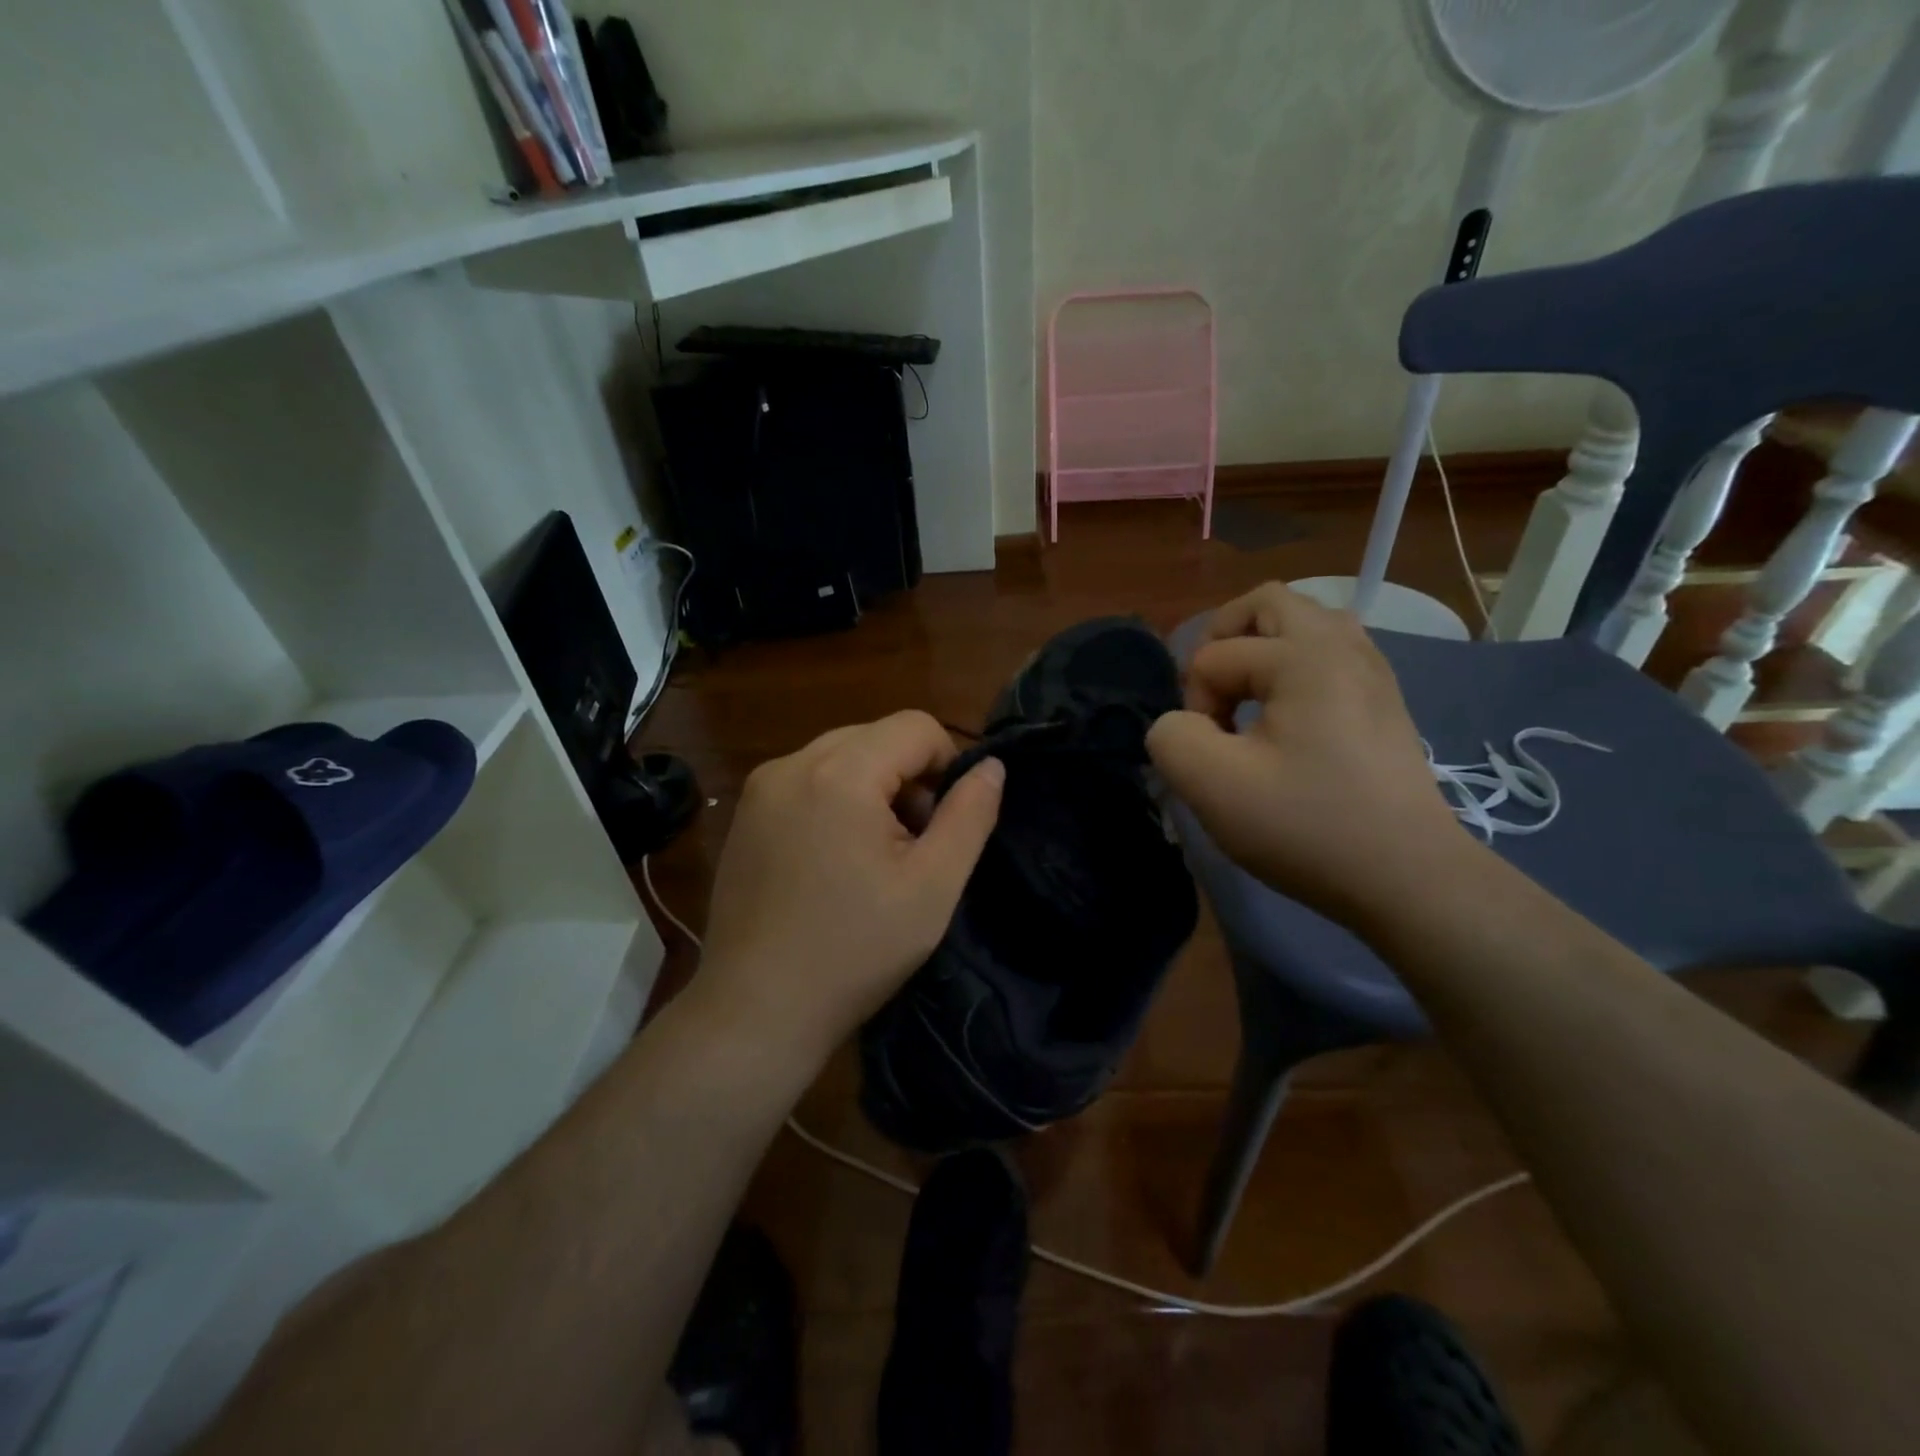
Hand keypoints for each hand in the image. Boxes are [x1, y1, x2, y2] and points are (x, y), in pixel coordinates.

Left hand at [696, 711, 1004, 1066]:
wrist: (757, 1009)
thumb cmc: (855, 950)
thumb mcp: (933, 887)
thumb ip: (970, 815)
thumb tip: (990, 766)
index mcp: (840, 773)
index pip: (916, 726)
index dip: (947, 763)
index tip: (945, 822)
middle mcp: (791, 764)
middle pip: (876, 736)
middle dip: (908, 777)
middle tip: (912, 844)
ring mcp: (760, 788)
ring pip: (841, 755)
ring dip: (873, 788)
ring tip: (874, 855)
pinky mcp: (744, 813)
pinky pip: (807, 780)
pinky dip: (835, 800)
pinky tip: (834, 859)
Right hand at [1146, 583, 1474, 926]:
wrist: (1408, 879)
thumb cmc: (1308, 826)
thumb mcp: (1212, 785)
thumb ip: (1170, 737)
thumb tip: (1182, 725)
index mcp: (1306, 656)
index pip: (1214, 656)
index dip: (1195, 706)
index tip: (1214, 758)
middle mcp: (1345, 647)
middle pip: (1267, 605)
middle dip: (1223, 642)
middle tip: (1212, 696)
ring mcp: (1373, 673)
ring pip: (1305, 625)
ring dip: (1261, 651)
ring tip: (1246, 701)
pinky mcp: (1384, 703)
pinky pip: (1330, 655)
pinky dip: (1294, 670)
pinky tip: (1287, 720)